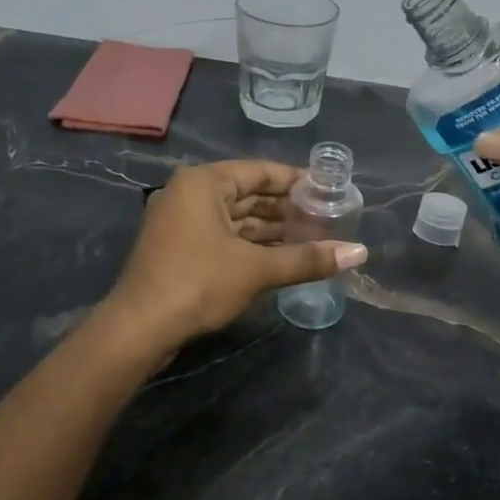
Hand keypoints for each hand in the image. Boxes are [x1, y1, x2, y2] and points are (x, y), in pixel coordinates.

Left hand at [102, 160, 367, 348]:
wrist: (140, 328)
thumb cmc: (198, 283)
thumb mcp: (257, 269)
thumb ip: (308, 258)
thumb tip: (360, 253)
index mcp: (204, 183)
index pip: (260, 171)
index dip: (297, 181)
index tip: (329, 190)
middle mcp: (190, 194)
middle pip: (249, 195)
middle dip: (287, 209)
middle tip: (327, 218)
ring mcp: (182, 222)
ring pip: (237, 219)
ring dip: (272, 230)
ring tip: (313, 239)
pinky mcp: (180, 249)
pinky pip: (224, 237)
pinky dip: (252, 245)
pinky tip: (282, 256)